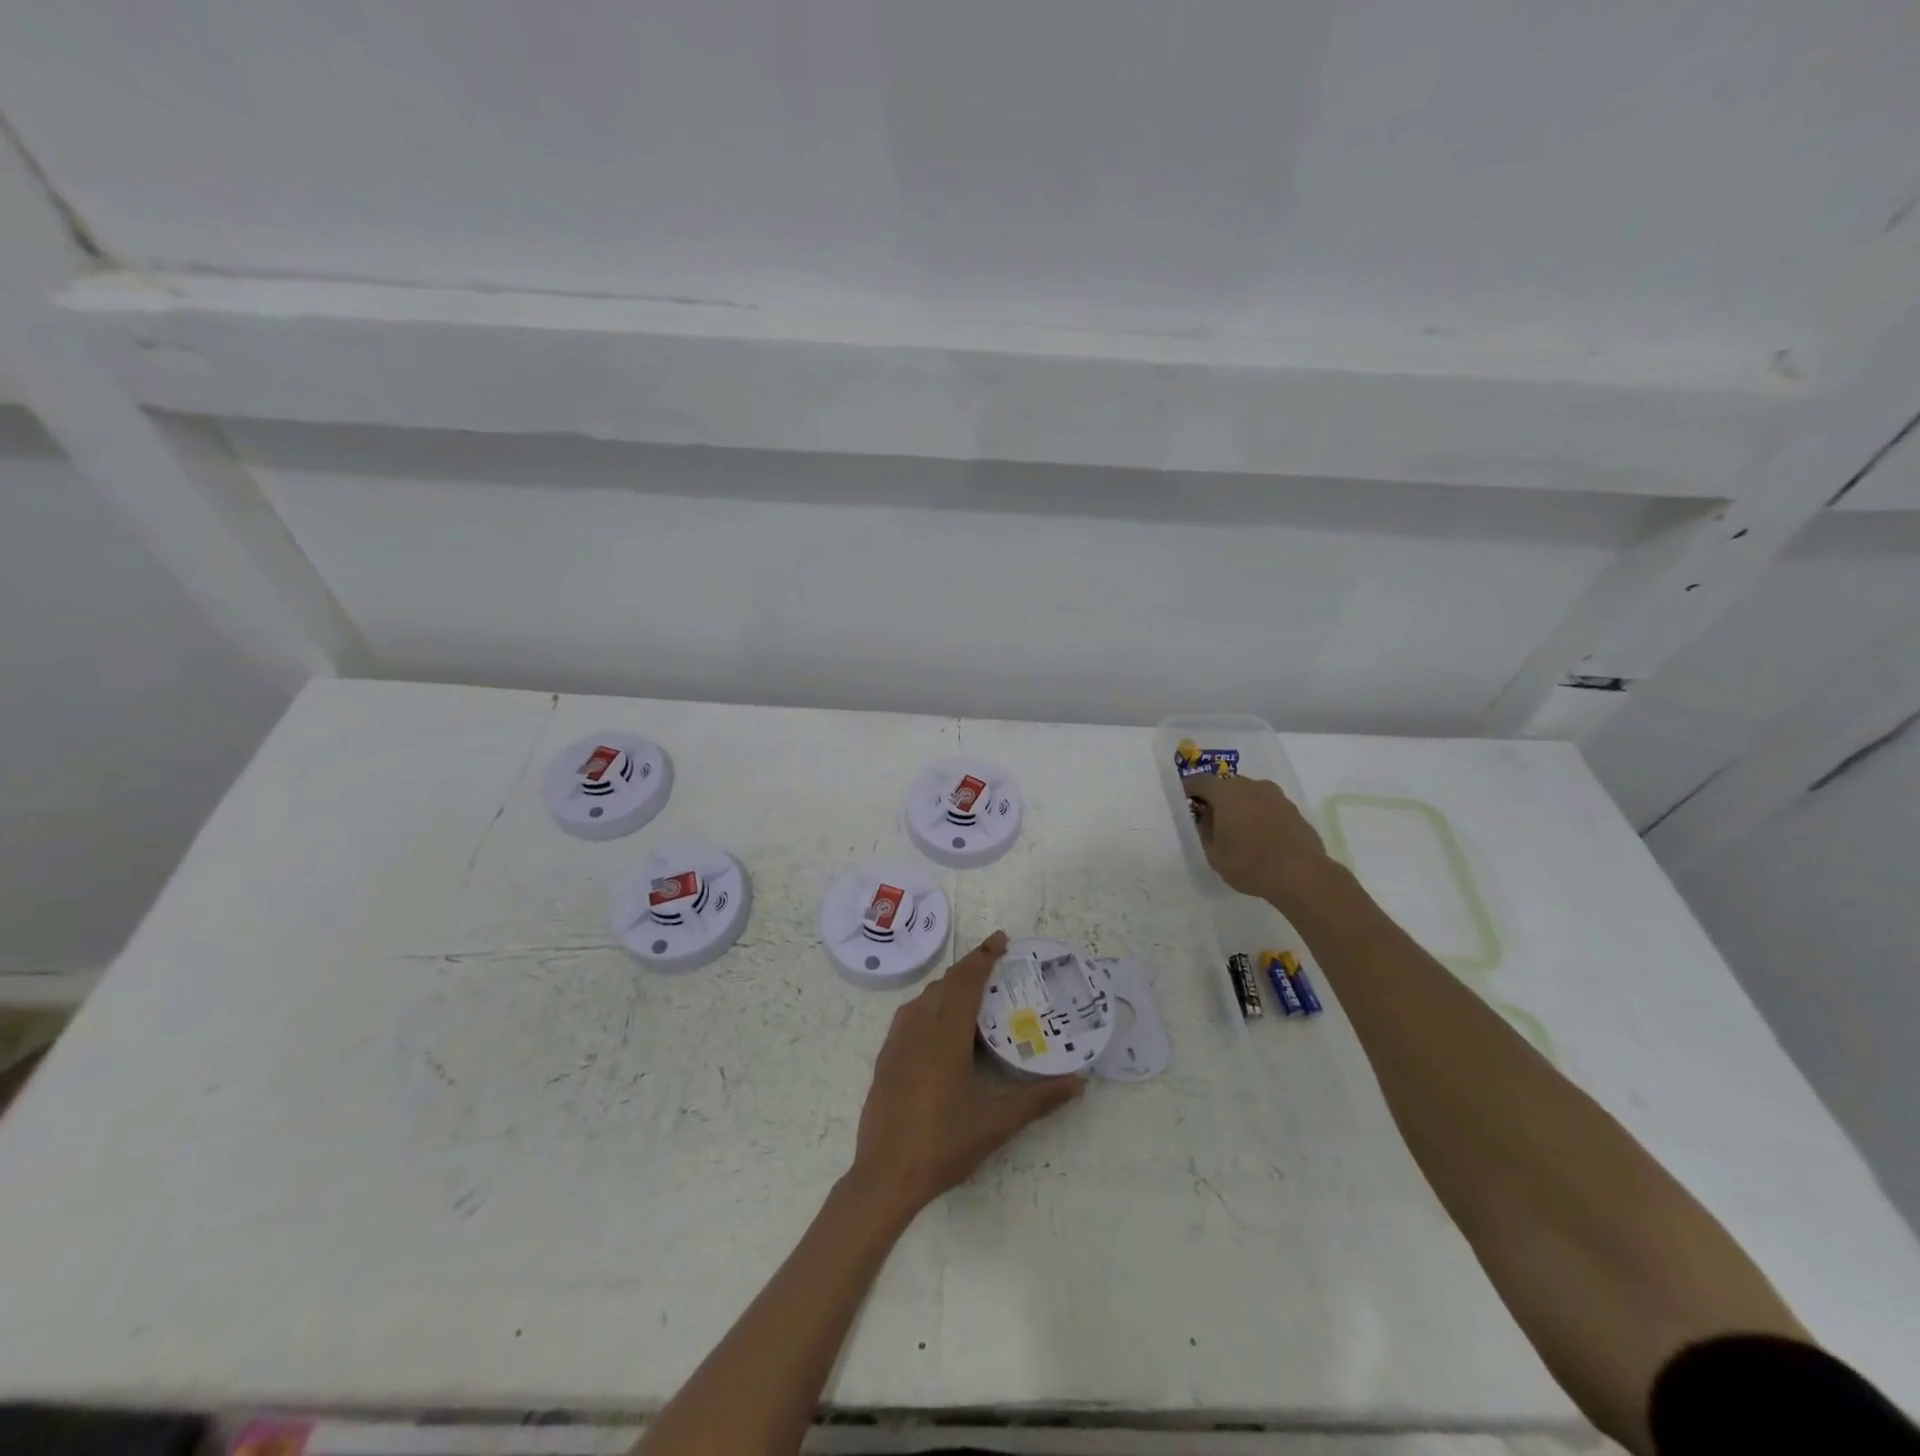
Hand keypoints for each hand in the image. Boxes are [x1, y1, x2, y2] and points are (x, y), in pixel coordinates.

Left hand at [850, 930, 1084, 1218]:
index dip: (984, 956)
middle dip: (970, 968)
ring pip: (925, 998)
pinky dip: (930, 1006)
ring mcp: (897, 1042)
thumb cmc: (944, 1144)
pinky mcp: (886, 1058)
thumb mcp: (998, 1123)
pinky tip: (940, 1027)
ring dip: (949, 987)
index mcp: (946, 1034)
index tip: (1001, 939)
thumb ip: (1039, 1099)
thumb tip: (1079, 1082)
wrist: (885, 1176)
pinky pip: (911, 1015)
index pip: (967, 981)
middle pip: (946, 984)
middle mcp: (919, 1027)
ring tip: (973, 993)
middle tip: (996, 965)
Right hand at [1182, 774, 1334, 910]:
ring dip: (1240, 805)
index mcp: (1227, 792)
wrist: (1301, 875)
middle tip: (1209, 816)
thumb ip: (1204, 829)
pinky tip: (1259, 836)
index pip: (1200, 781)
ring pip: (1250, 794)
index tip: (1183, 800)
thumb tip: (1204, 816)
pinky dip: (1259, 815)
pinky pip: (1268, 806)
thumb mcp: (1213, 852)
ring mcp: (1277, 796)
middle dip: (1216, 797)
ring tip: (1236, 828)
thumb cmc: (1248, 863)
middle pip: (1227, 785)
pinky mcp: (1294, 810)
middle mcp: (1252, 786)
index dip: (1189, 789)